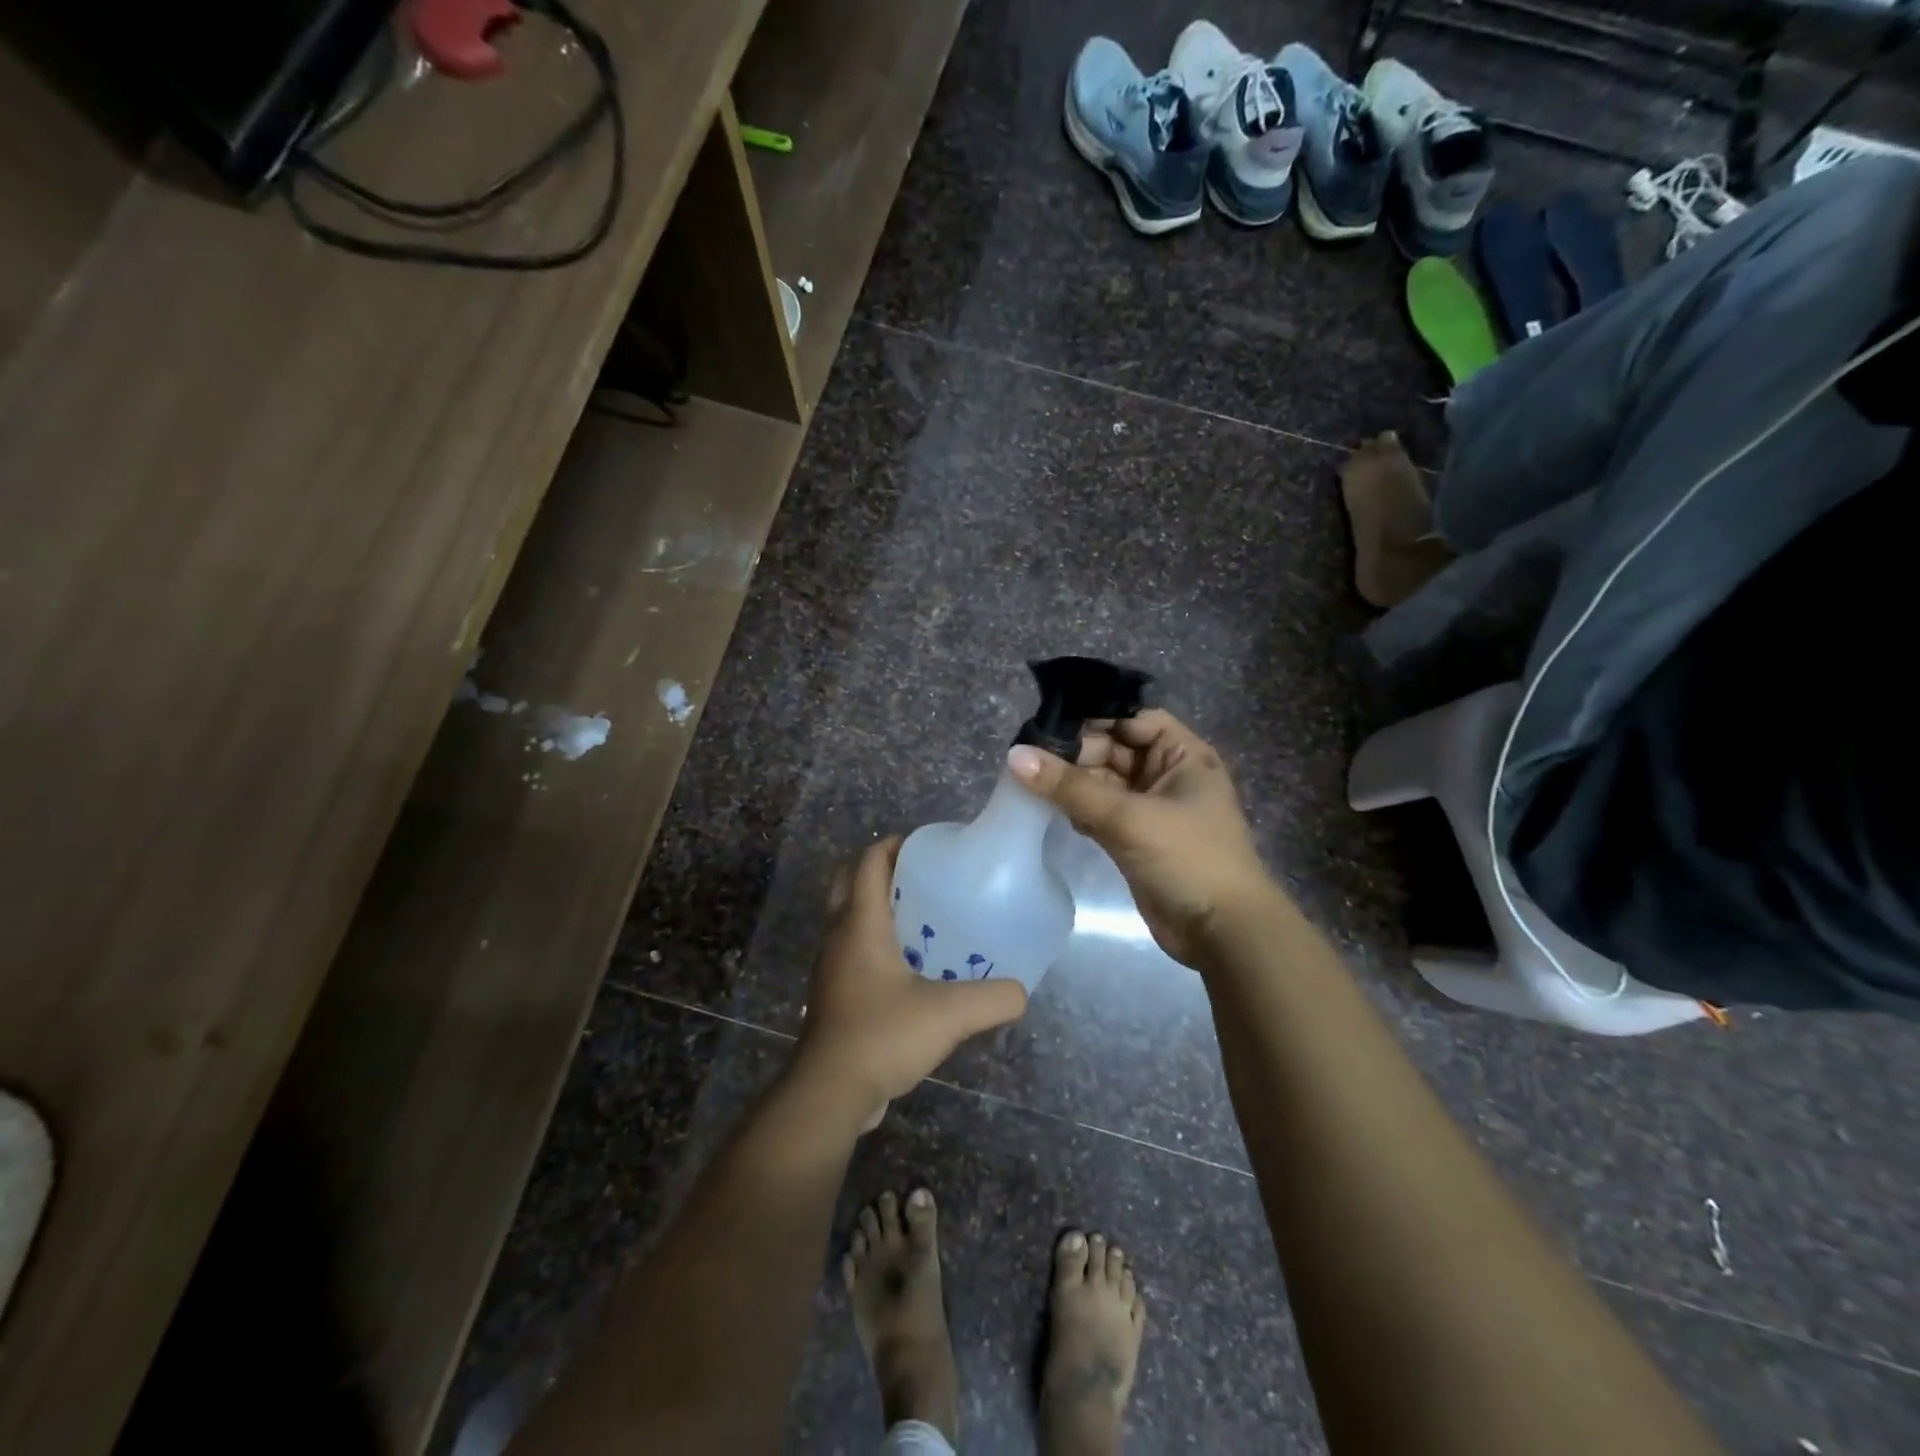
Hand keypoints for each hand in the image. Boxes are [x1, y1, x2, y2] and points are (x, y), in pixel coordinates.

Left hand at [793, 837, 1028, 1123]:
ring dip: (874, 904)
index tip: (926, 844)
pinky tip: (907, 963)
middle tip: (920, 875)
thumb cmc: (883, 1035)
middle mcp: (838, 935)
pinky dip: (872, 938)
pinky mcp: (832, 991)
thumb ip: (993, 998)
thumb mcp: (950, 1014)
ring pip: (846, 915)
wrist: (831, 1091)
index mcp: (860, 923)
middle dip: (880, 869)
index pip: (868, 862)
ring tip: (919, 914)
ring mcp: (830, 965)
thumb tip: (1021, 992)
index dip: (893, 844)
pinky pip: (849, 946)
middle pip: (849, 881)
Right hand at [1008, 709, 1275, 966]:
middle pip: (1113, 748)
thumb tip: (1015, 756)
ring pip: (1102, 782)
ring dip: (1071, 782)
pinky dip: (1077, 809)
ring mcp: (1150, 807)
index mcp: (1182, 755)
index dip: (1093, 717)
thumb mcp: (1128, 817)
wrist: (1221, 932)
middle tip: (1027, 756)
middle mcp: (1167, 774)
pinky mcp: (1135, 837)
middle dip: (1074, 752)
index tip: (1047, 722)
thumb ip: (1071, 786)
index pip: (1132, 718)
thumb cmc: (1187, 858)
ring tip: (1027, 780)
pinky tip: (1049, 810)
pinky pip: (1099, 810)